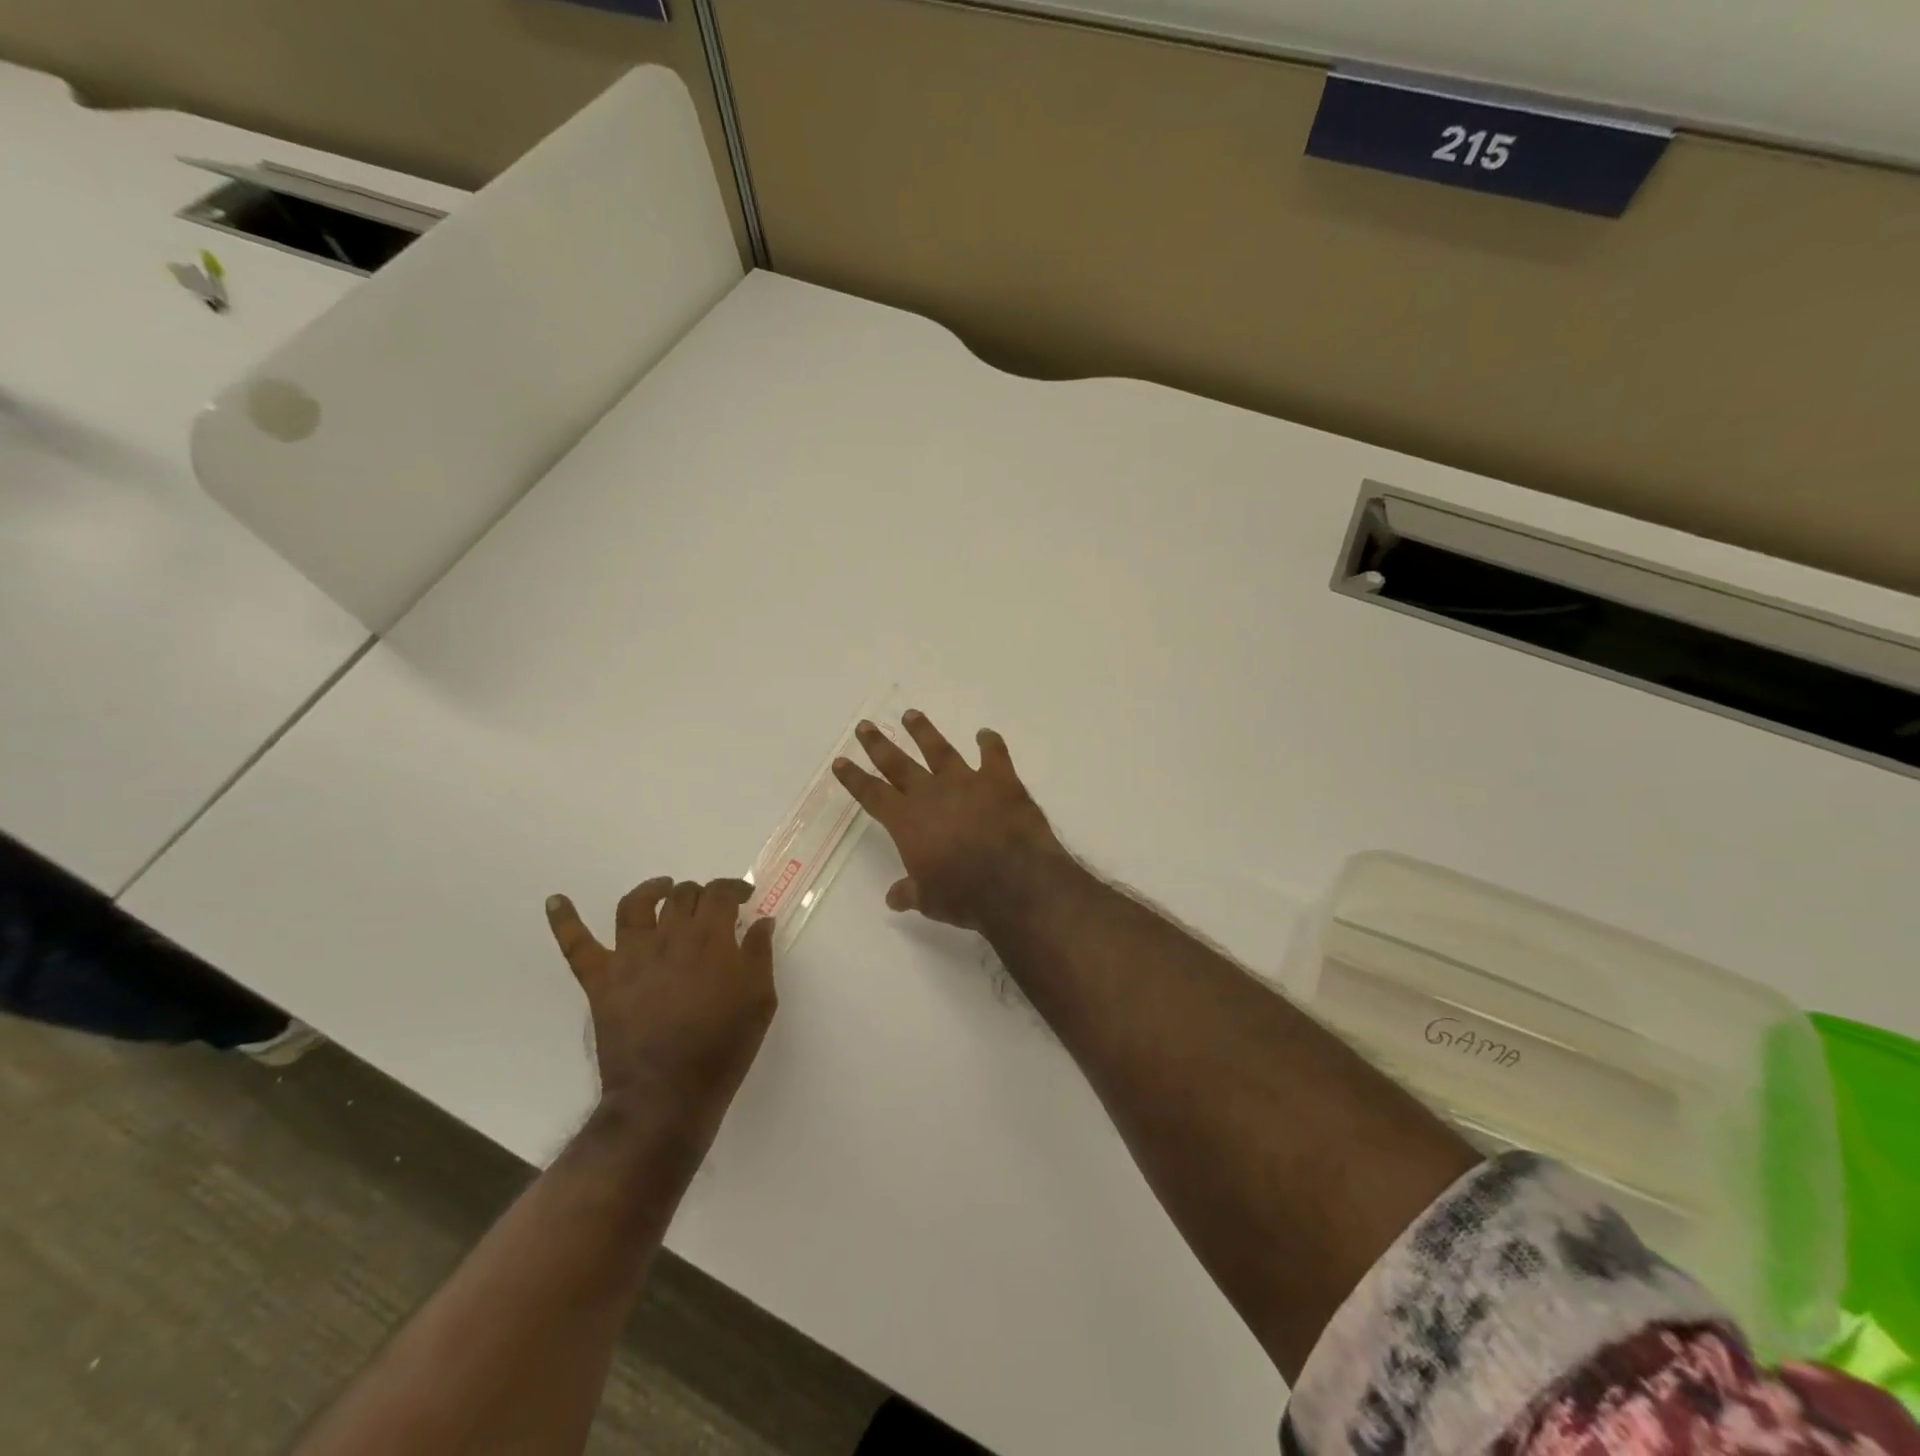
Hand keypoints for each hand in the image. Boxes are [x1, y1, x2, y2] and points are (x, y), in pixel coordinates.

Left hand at [544, 879, 776, 1125]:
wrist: (667, 1094)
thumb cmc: (723, 1047)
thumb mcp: (760, 999)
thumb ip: (760, 954)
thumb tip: (761, 922)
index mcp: (710, 938)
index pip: (720, 893)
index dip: (734, 889)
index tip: (744, 897)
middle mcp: (669, 935)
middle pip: (682, 895)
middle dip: (700, 893)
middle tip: (709, 908)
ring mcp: (630, 955)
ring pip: (635, 905)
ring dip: (651, 890)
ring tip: (661, 889)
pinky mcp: (600, 979)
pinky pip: (577, 944)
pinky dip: (563, 920)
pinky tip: (555, 901)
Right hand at [832, 710, 1063, 928]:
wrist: (1014, 881)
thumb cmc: (964, 895)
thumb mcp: (929, 901)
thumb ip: (910, 893)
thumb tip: (893, 897)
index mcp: (907, 822)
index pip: (872, 795)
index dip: (855, 778)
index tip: (840, 761)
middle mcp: (932, 794)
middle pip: (898, 764)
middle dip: (878, 745)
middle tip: (865, 726)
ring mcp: (966, 782)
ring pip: (939, 750)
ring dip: (924, 732)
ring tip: (911, 714)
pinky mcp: (1000, 780)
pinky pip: (993, 755)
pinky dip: (990, 743)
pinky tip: (986, 733)